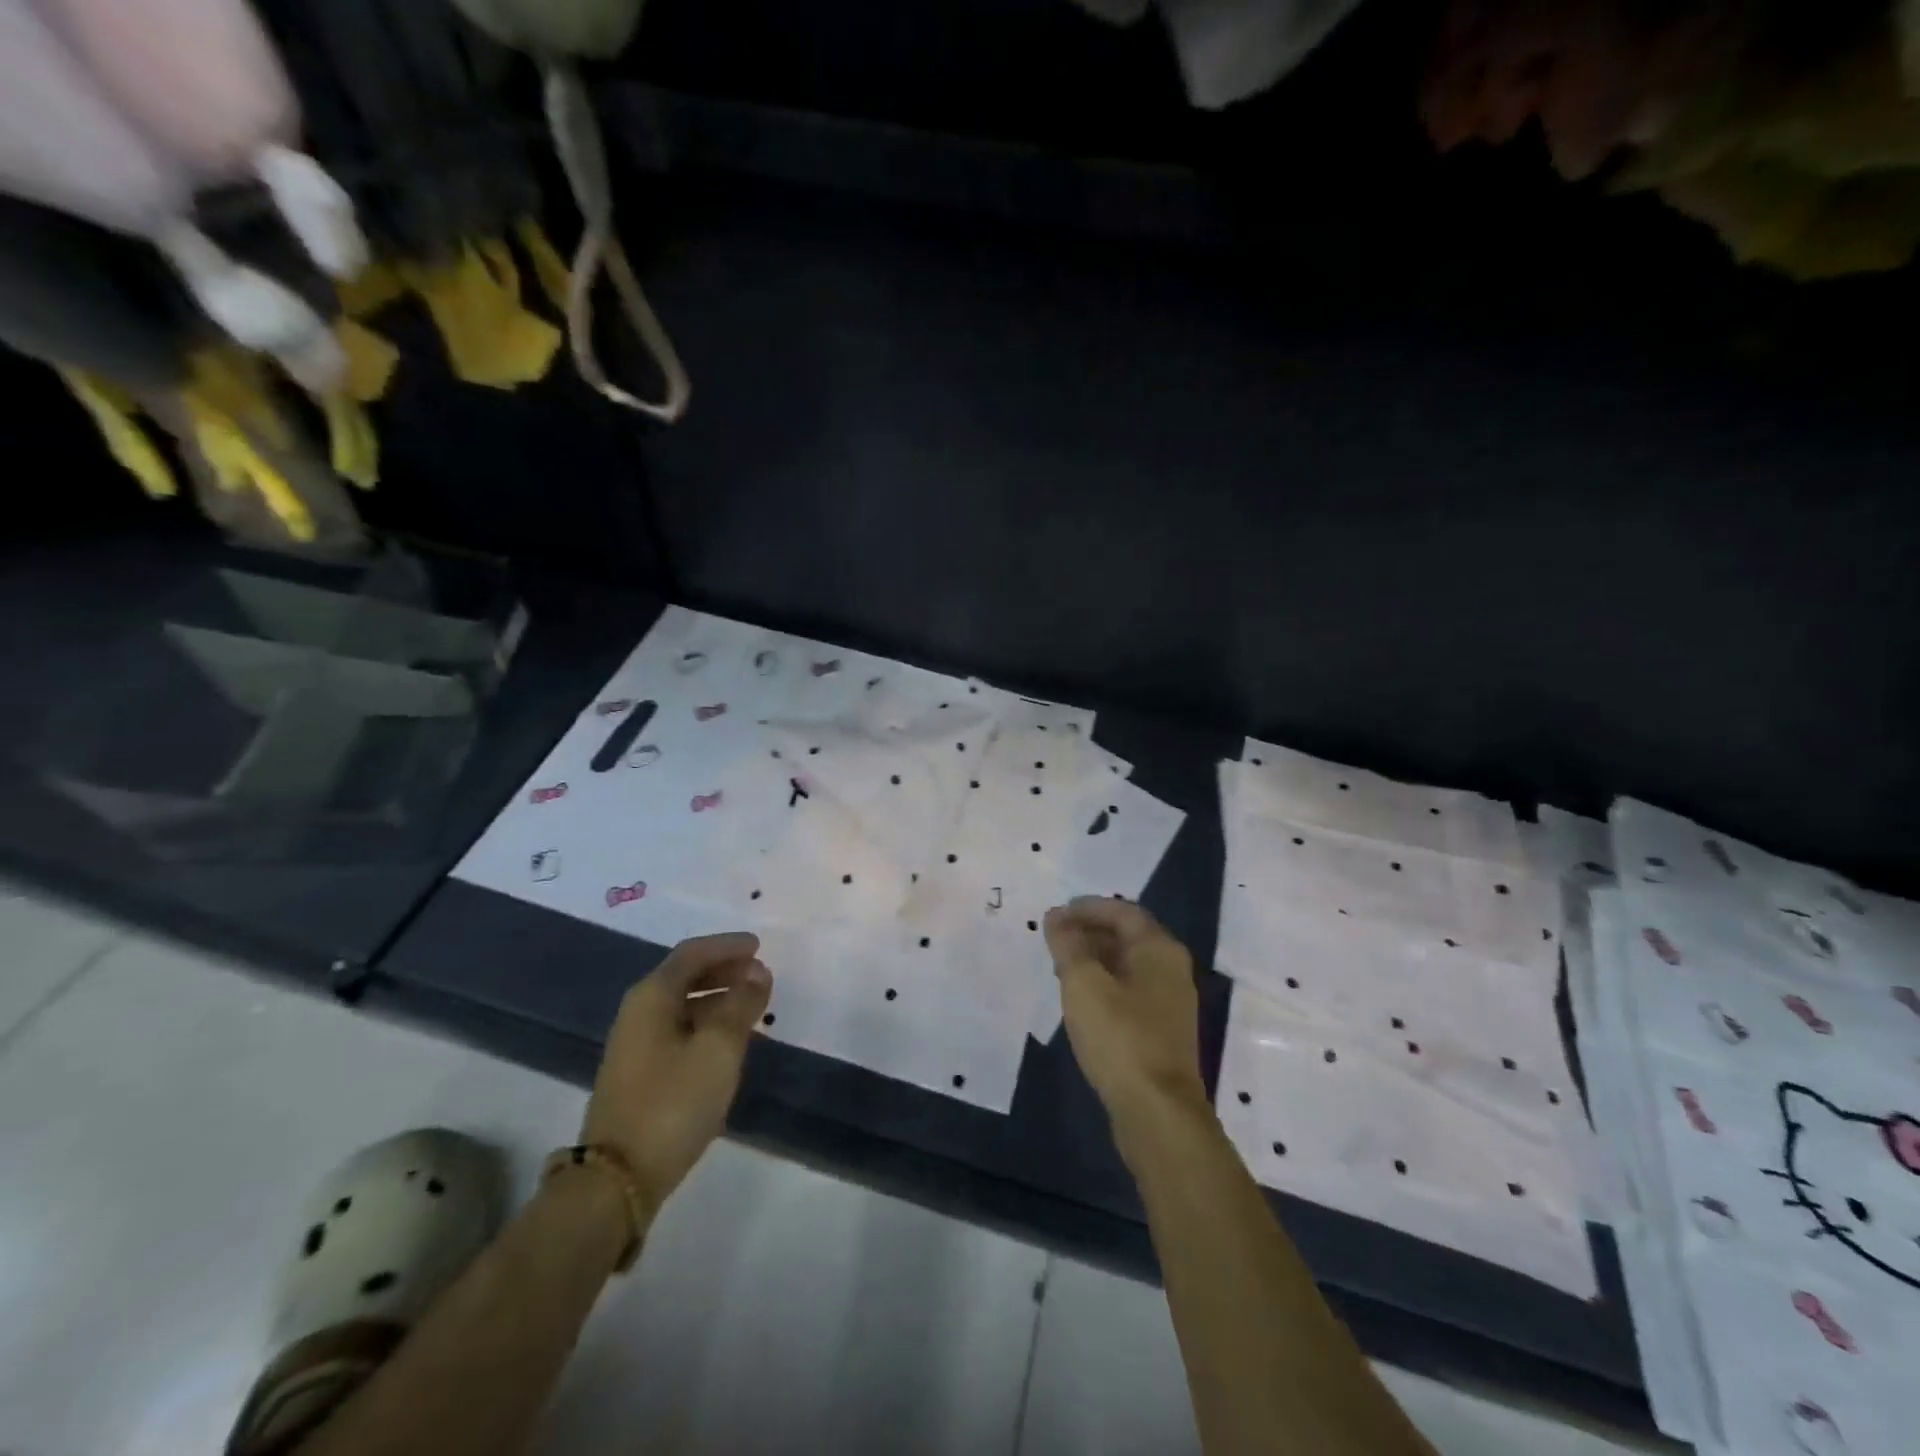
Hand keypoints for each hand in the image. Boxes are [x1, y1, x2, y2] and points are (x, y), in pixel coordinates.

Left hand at [579, 932, 772, 1215]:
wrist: (616, 1180)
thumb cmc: (672, 1102)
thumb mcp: (718, 1048)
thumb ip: (741, 1004)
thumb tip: (757, 972)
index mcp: (652, 997)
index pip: (692, 954)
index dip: (727, 945)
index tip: (759, 945)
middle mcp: (638, 1013)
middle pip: (685, 976)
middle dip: (724, 970)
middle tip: (760, 974)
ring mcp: (635, 1045)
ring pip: (683, 1005)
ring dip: (718, 998)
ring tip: (753, 1006)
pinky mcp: (639, 1074)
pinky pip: (679, 1030)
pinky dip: (707, 1024)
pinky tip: (729, 1041)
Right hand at [1043, 897, 1207, 1132]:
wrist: (1157, 1111)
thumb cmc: (1120, 1037)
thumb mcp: (1083, 984)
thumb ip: (1067, 945)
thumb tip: (1055, 917)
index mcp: (1159, 949)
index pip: (1122, 911)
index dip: (1087, 908)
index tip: (1055, 914)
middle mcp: (1171, 969)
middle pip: (1127, 936)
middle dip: (1088, 931)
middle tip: (1053, 938)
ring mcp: (1169, 1002)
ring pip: (1127, 965)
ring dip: (1094, 958)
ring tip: (1059, 966)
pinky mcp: (1161, 1030)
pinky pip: (1129, 991)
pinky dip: (1103, 983)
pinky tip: (1080, 999)